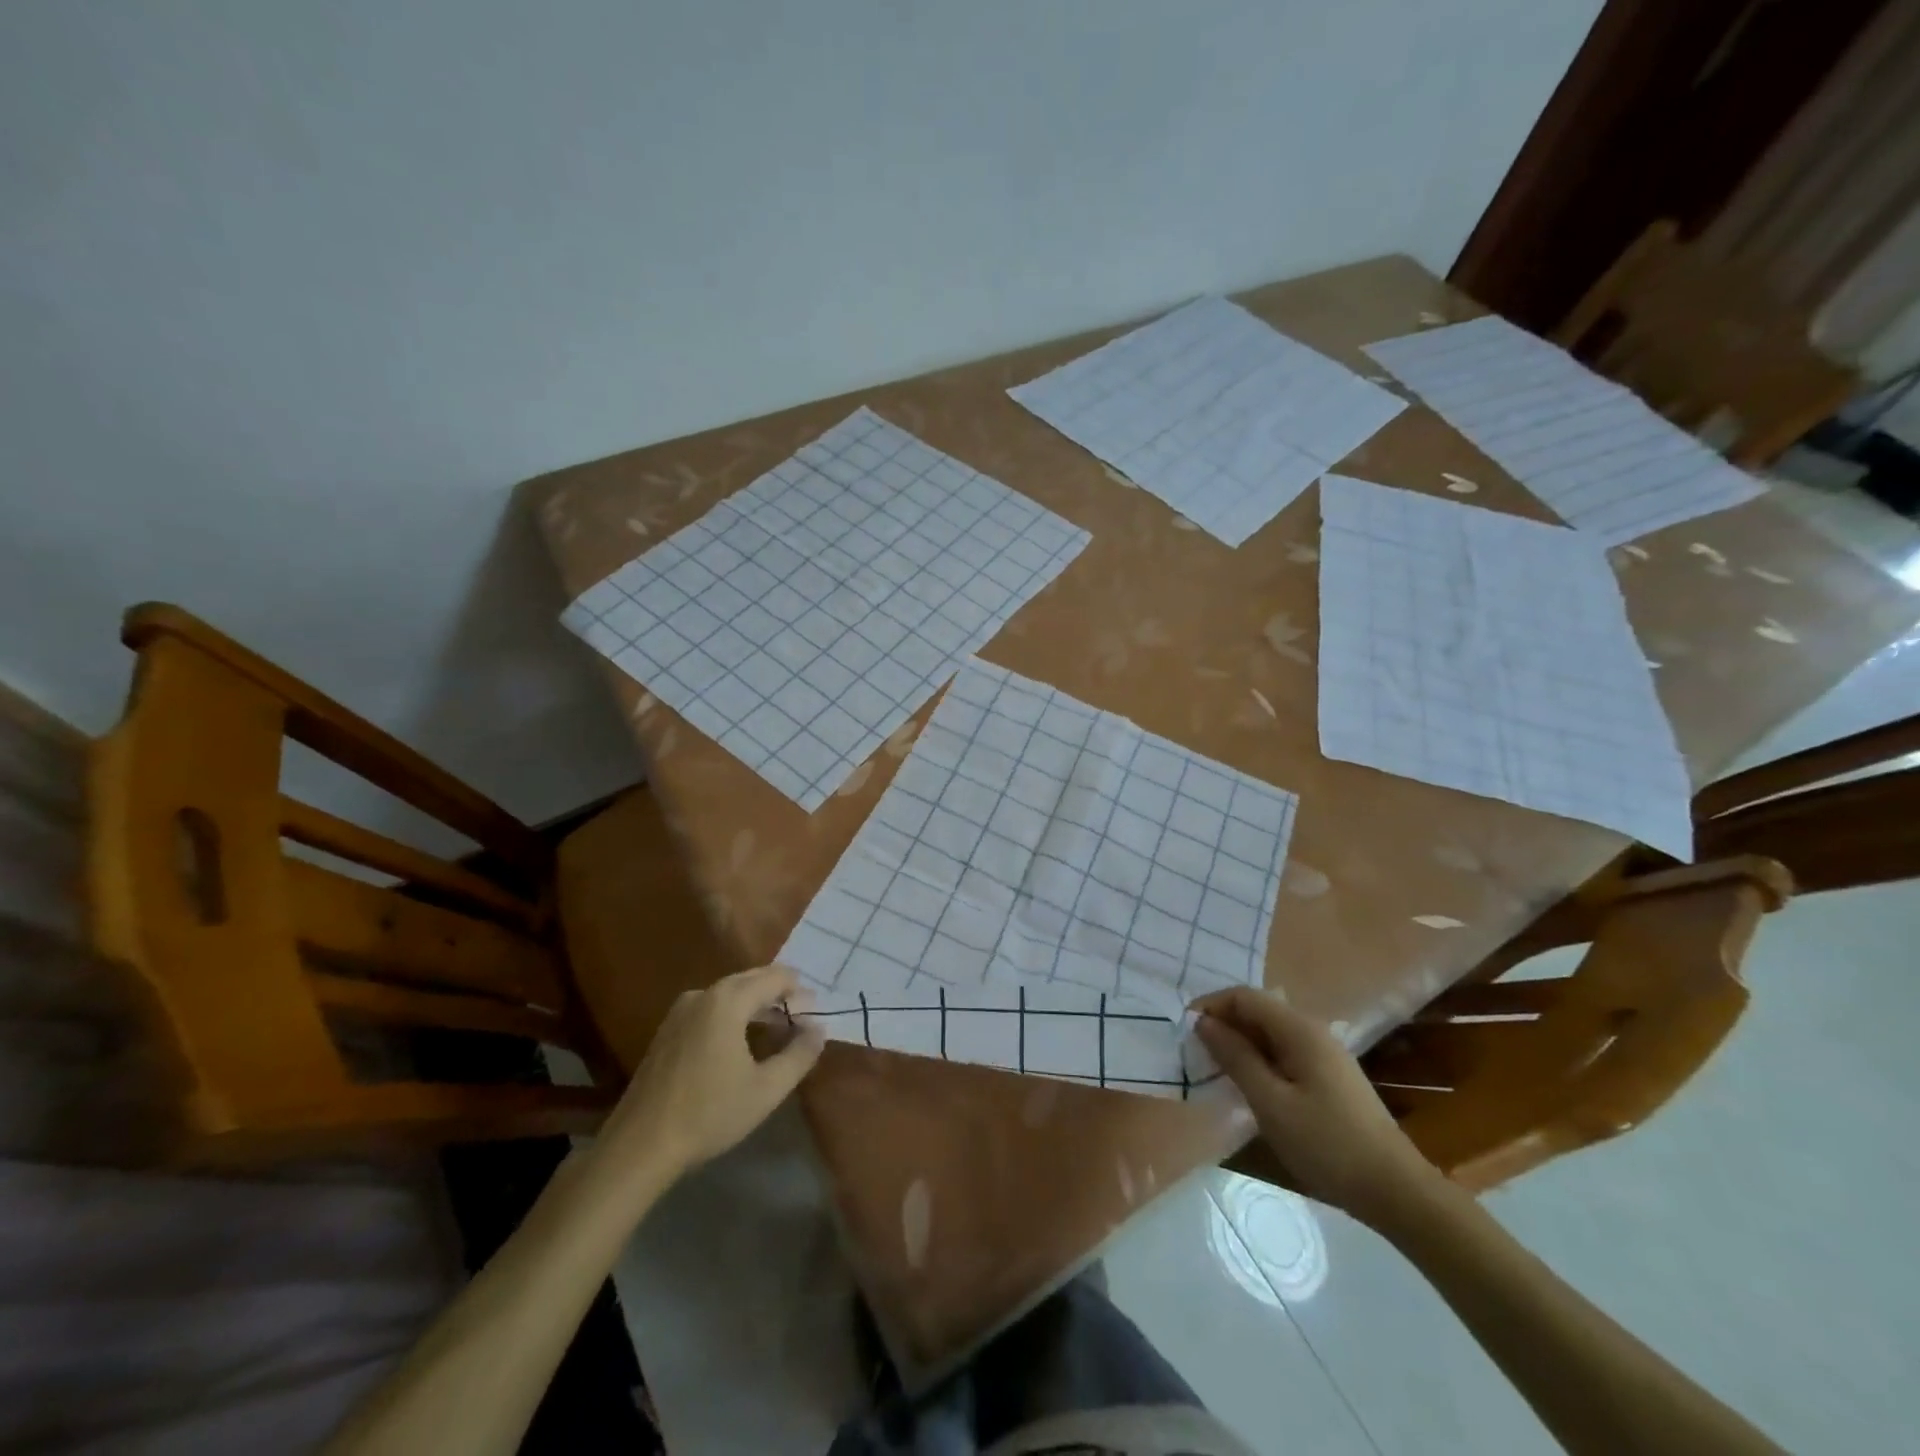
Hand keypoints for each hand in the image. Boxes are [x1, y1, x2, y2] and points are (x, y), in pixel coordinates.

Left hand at [593, 964, 824, 1193]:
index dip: (800, 991)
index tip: (815, 1013)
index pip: (775, 977)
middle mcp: (702, 994)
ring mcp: (680, 1011)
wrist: (639, 1146)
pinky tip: (741, 1042)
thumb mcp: (766, 1089)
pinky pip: (710, 1008)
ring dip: (756, 1005)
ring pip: (729, 994)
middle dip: (779, 994)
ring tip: (776, 1028)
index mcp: (727, 1000)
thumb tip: (818, 1029)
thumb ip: (799, 1055)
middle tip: (801, 1018)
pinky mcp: (667, 1031)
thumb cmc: (709, 1113)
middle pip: (751, 980)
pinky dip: (733, 1015)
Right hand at [1195, 987, 1438, 1228]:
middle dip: (1223, 1024)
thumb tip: (1203, 1022)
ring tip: (1215, 1070)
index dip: (1211, 1006)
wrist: (1395, 1190)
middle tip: (1196, 1054)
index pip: (1244, 996)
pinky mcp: (1329, 1076)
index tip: (1185, 1033)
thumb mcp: (1270, 1102)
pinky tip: (1249, 1086)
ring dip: (1239, 1043)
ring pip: (1269, 1032)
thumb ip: (1235, 1057)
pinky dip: (1259, 1059)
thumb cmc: (1327, 1144)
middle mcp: (1312, 1031)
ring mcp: (1324, 1053)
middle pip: (1258, 1010)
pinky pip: (1283, 1052)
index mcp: (1299, 1029)